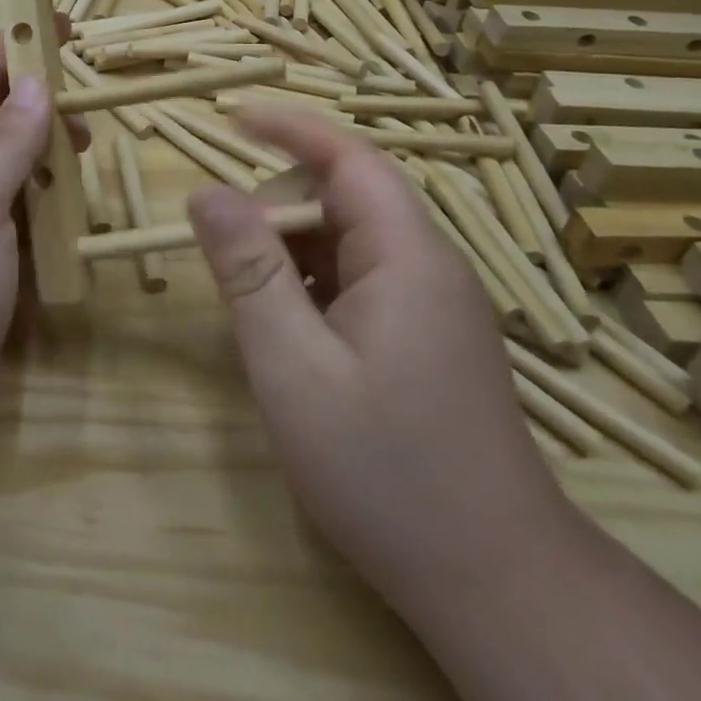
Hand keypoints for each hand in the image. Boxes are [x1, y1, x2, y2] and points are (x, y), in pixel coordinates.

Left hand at [0, 35, 88, 463]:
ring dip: (49, 160)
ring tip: (90, 155)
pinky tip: (78, 217)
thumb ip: (5, 139)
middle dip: (42, 107)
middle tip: (92, 108)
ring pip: (14, 174)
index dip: (17, 47)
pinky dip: (50, 212)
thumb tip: (35, 84)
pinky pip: (22, 223)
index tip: (62, 24)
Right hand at [187, 109, 569, 608]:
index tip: (230, 117)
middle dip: (278, 206)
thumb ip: (248, 271)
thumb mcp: (292, 367)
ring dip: (292, 251)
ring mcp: (432, 303)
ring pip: (349, 241)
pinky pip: (360, 280)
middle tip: (225, 249)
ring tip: (250, 299)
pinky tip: (289, 332)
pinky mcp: (427, 336)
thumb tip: (206, 192)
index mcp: (406, 257)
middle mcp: (428, 266)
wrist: (494, 583)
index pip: (350, 158)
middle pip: (346, 197)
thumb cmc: (385, 470)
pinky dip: (313, 284)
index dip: (290, 128)